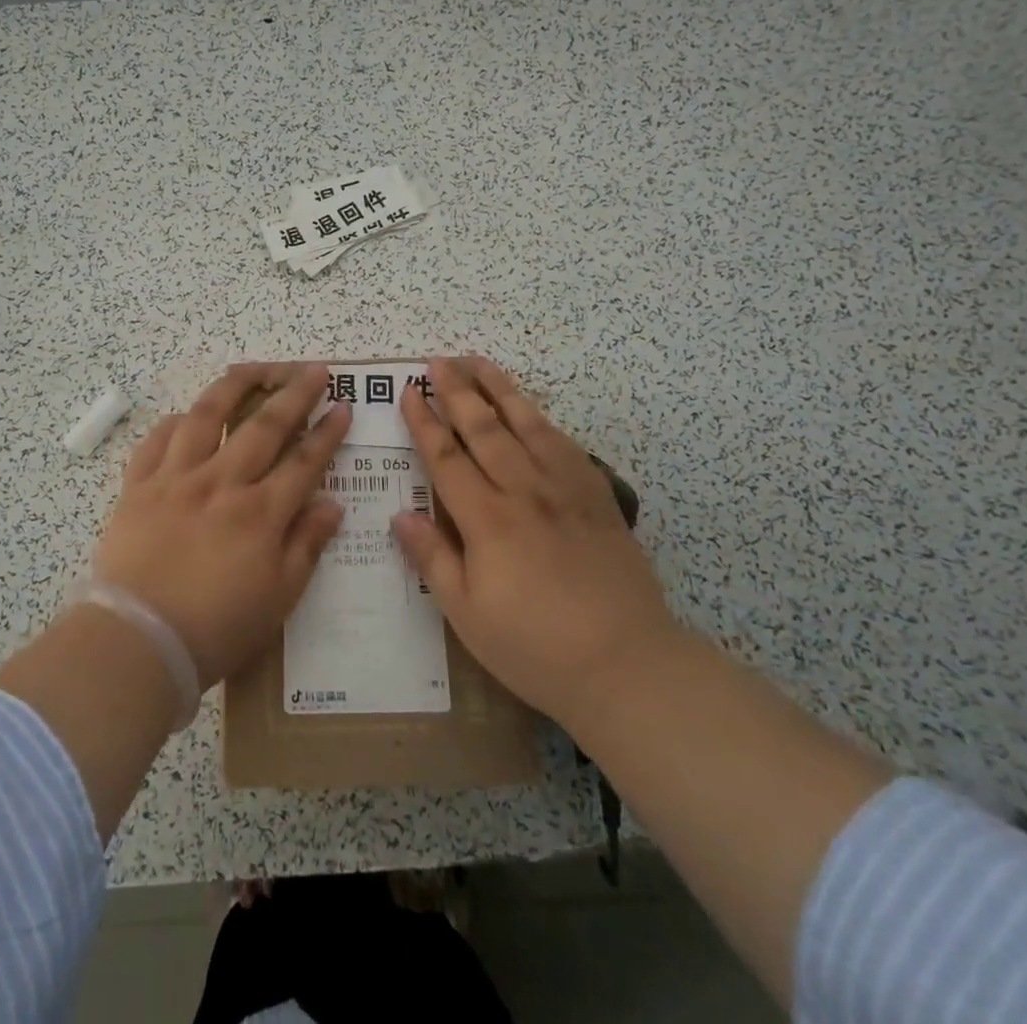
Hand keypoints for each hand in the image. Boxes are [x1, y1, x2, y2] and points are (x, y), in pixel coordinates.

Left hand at [94, 363, 351, 687]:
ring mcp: (176, 479)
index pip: (304, 461)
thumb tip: (332, 503)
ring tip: (254, 368)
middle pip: (264, 425)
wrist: (137, 641)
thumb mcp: (279, 598)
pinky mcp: (138, 486)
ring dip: (235, 386)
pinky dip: (175, 422)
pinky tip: (187, 415)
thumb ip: (306, 545)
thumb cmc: (216, 629)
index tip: (343, 406)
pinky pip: (157, 440)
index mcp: (260, 513)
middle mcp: (221, 483)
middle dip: (294, 393)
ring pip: (208, 416)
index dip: (327, 432)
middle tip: (313, 369)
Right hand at [393, 356, 678, 725]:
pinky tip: (531, 409)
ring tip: (478, 361)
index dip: (424, 422)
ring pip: (526, 424)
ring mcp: (565, 489)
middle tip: (438, 360)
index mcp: (487, 520)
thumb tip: (400, 515)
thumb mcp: (467, 615)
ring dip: (498, 389)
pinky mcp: (596, 496)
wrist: (626, 664)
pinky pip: (564, 444)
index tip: (408, 391)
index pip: (446, 458)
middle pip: (484, 429)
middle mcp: (524, 491)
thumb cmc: (535, 646)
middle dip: (457, 391)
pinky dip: (541, 419)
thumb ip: (432, 559)